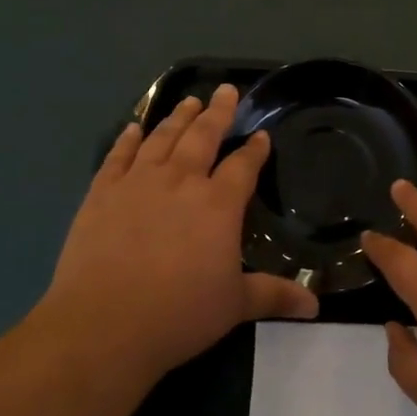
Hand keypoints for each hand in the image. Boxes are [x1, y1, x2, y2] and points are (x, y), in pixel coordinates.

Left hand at [43, 84, 317, 380]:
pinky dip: (126, 140)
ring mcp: (138, 183)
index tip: (262, 135)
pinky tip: (133, 128)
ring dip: (178, 117)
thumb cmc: (178, 314)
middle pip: (203, 136)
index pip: (243, 166)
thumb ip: (274, 295)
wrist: (102, 325)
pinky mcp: (101, 193)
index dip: (255, 150)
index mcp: (218, 204)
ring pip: (163, 138)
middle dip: (219, 112)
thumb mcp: (235, 306)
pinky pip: (117, 157)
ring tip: (190, 101)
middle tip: (226, 90)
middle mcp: (181, 181)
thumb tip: (315, 306)